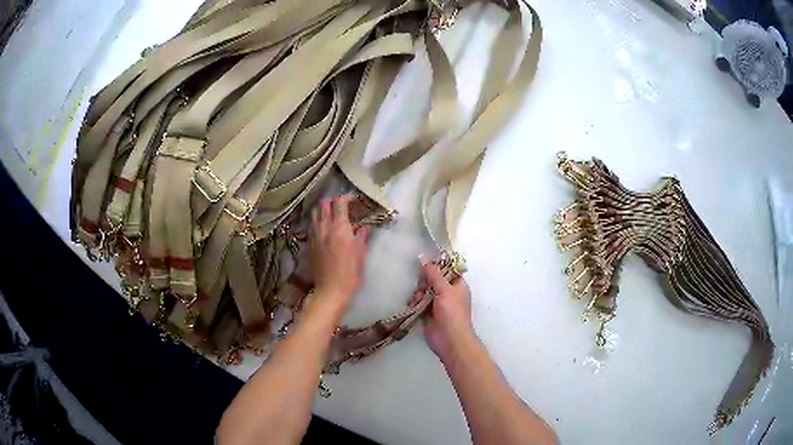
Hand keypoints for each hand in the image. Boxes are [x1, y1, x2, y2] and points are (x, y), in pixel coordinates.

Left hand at [310, 195, 371, 305]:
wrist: (330, 291)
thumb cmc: (350, 274)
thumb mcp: (361, 255)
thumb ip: (362, 237)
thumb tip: (364, 227)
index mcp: (340, 228)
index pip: (339, 202)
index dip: (347, 197)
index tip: (354, 200)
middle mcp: (325, 228)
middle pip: (323, 204)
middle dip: (333, 201)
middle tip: (342, 206)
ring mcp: (315, 236)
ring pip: (315, 214)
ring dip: (323, 210)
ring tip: (332, 215)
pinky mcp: (310, 245)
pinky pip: (312, 226)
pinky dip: (318, 222)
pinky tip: (325, 229)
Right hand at [409, 258, 475, 360]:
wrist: (449, 339)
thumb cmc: (452, 313)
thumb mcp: (444, 290)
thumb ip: (434, 274)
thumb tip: (423, 258)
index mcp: (457, 285)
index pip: (447, 269)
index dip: (436, 266)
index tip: (425, 265)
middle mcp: (448, 292)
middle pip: (432, 280)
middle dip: (424, 282)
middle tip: (421, 288)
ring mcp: (438, 303)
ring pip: (424, 291)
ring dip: (418, 293)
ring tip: (416, 300)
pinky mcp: (428, 313)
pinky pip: (419, 302)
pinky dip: (415, 302)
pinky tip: (412, 305)